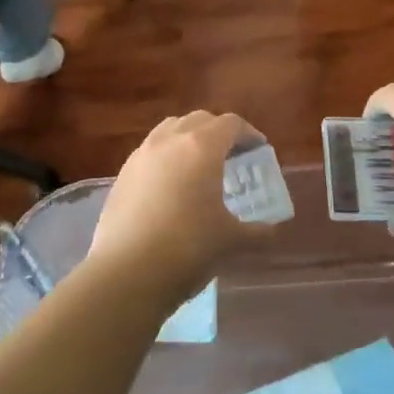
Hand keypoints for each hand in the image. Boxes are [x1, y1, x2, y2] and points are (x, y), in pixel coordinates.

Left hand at [88, 112, 276, 307]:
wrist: (125, 273)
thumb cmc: (187, 248)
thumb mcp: (231, 241)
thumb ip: (257, 232)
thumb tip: (271, 231)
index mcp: (202, 147)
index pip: (231, 124)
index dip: (249, 134)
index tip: (258, 150)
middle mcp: (170, 140)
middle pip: (199, 120)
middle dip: (219, 132)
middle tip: (231, 157)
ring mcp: (141, 155)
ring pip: (170, 130)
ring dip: (188, 139)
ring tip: (199, 167)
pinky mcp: (122, 174)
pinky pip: (150, 151)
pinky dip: (166, 157)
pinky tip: (170, 187)